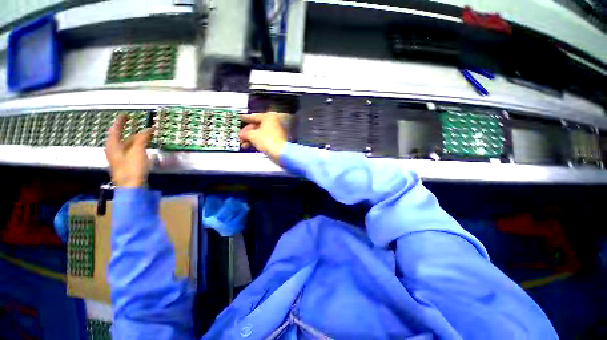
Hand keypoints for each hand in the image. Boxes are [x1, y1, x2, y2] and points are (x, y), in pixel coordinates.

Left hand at [105, 114, 153, 186]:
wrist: (131, 187)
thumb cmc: (132, 168)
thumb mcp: (138, 151)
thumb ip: (142, 139)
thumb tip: (148, 129)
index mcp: (113, 146)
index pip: (115, 130)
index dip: (120, 122)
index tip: (126, 115)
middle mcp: (113, 151)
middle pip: (122, 138)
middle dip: (133, 133)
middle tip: (144, 130)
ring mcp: (118, 159)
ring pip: (127, 146)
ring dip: (136, 141)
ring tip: (147, 139)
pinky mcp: (125, 166)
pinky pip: (130, 152)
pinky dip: (137, 148)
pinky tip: (144, 150)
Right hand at [239, 113, 287, 163]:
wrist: (280, 153)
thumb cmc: (268, 141)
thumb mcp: (252, 135)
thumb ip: (245, 133)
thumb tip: (242, 134)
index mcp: (269, 117)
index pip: (254, 116)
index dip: (245, 118)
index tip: (240, 118)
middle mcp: (274, 122)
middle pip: (257, 126)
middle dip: (248, 132)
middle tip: (241, 136)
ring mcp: (277, 131)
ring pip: (261, 133)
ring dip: (251, 138)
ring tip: (244, 144)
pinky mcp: (277, 140)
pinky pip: (265, 138)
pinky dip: (258, 141)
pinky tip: (250, 146)